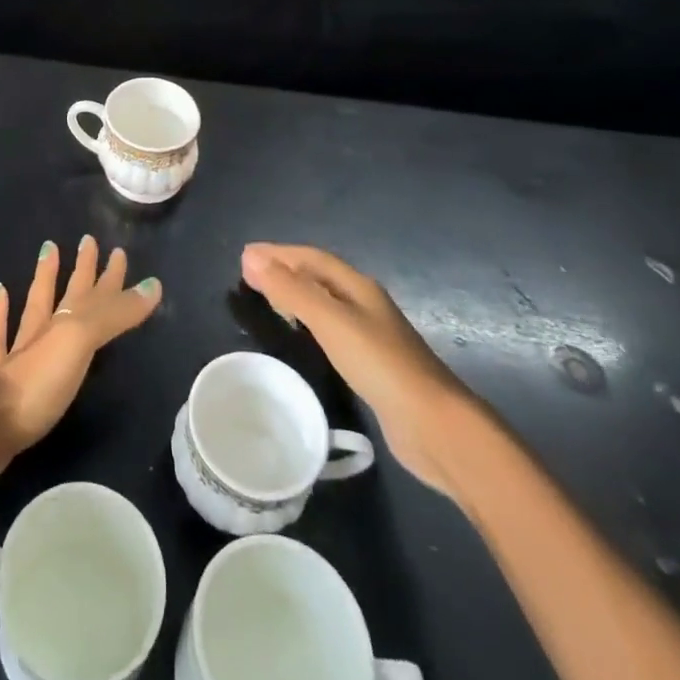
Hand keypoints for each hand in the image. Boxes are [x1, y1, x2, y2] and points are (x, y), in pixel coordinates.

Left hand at [0, 236, 161, 482]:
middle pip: (66, 295)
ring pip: (33, 308)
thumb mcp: (82, 343)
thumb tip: (153, 285)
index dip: (109, 276)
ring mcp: (17, 354)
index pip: (93, 293)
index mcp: (64, 325)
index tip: (118, 251)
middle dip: (81, 270)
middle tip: (88, 241)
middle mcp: (42, 333)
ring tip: (48, 250)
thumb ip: (115, 315)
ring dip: (43, 279)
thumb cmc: (38, 382)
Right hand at [240, 242, 474, 495]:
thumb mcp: (330, 321)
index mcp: (357, 286)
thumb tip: (252, 257)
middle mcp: (364, 303)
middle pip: (318, 276)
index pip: (312, 258)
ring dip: (295, 295)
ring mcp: (370, 334)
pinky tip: (301, 335)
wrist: (434, 425)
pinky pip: (330, 330)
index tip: (245, 255)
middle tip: (248, 274)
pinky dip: (307, 322)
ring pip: (324, 303)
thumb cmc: (380, 365)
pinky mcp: (371, 364)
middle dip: (285, 270)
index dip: (279, 253)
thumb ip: (291, 291)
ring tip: (267, 299)